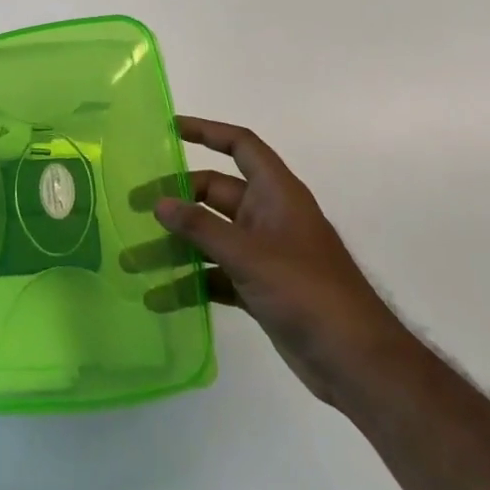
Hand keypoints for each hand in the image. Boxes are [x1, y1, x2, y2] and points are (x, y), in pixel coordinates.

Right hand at [155, 116, 408, 405]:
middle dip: (176, 200)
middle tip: (133, 207)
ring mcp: (264, 254)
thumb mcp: (250, 254)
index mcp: (276, 194)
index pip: (240, 146)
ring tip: (132, 260)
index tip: (169, 128)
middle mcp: (268, 216)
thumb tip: (159, 203)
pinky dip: (190, 283)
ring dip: (175, 248)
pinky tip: (159, 297)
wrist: (357, 361)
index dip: (207, 131)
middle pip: (214, 194)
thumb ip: (202, 228)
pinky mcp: (259, 288)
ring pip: (210, 238)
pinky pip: (216, 275)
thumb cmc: (307, 291)